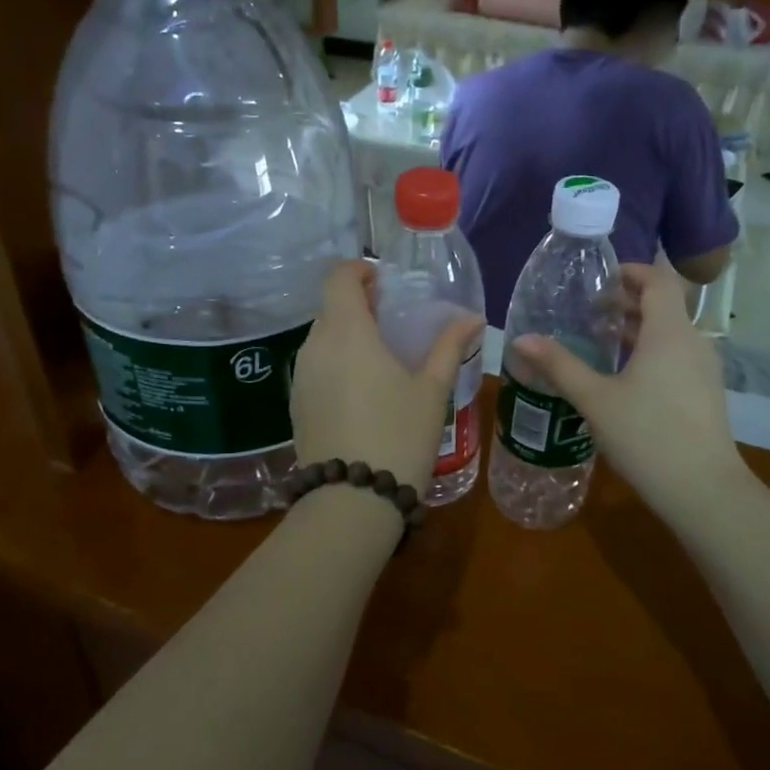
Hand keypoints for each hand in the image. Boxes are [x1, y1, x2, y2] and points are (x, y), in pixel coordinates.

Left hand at [293, 260, 484, 494]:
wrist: (352, 499)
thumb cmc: (400, 435)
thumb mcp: (431, 390)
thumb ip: (449, 346)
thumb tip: (473, 318)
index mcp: (347, 332)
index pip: (339, 277)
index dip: (359, 270)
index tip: (384, 281)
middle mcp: (315, 346)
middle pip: (331, 307)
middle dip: (358, 305)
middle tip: (392, 320)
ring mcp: (301, 376)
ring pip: (321, 338)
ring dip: (347, 335)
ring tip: (380, 357)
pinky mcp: (296, 404)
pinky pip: (315, 367)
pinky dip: (336, 362)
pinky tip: (361, 390)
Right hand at [511, 259, 745, 518]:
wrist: (703, 490)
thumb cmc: (647, 435)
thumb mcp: (595, 399)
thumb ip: (559, 365)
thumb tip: (521, 339)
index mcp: (669, 332)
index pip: (658, 279)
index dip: (631, 271)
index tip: (599, 280)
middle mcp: (692, 341)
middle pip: (663, 304)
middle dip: (627, 301)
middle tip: (588, 310)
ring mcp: (703, 368)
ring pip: (670, 332)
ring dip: (637, 328)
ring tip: (599, 340)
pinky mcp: (705, 391)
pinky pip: (676, 355)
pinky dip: (650, 351)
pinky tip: (623, 375)